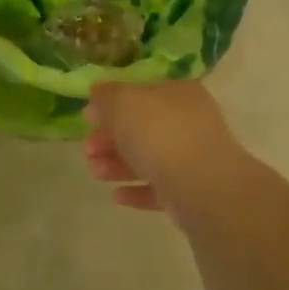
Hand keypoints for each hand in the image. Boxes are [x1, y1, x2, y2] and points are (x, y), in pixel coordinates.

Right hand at [83, 80, 241, 211]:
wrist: (201, 186)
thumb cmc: (160, 134)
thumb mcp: (123, 102)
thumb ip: (107, 96)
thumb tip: (97, 93)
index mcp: (179, 94)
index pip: (142, 93)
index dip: (112, 104)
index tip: (88, 118)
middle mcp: (190, 122)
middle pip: (142, 128)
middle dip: (110, 138)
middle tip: (87, 149)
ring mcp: (193, 158)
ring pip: (148, 158)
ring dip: (117, 164)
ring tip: (95, 173)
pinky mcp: (191, 192)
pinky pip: (158, 188)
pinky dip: (136, 190)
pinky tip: (117, 196)